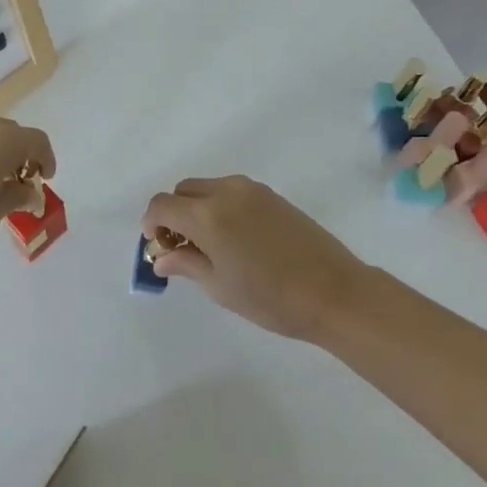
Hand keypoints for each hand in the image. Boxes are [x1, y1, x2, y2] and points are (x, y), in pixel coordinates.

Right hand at [141, 176, 372, 340]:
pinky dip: (219, 207)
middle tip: (181, 249)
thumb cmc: (271, 298)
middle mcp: (225, 191)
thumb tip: (160, 256)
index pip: (162, 204)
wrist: (334, 291)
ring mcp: (250, 189)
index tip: (157, 246)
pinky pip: (230, 191)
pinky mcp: (269, 194)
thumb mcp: (220, 287)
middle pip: (183, 191)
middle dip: (174, 215)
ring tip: (210, 246)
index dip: (152, 223)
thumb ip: (185, 264)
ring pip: (207, 188)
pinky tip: (235, 239)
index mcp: (207, 214)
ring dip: (197, 209)